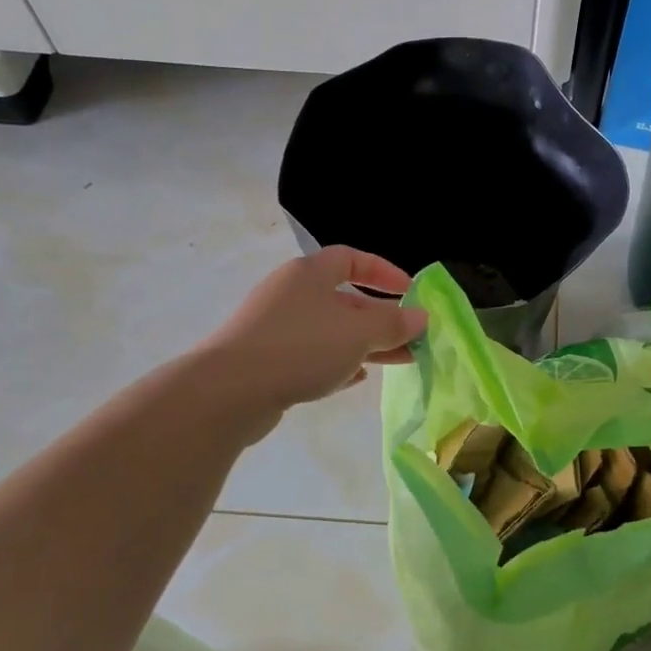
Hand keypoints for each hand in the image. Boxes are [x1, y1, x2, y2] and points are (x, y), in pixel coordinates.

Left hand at [195, 248, 428, 437]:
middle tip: (413, 337)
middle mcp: (291, 294)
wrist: (229, 391)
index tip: (411, 292)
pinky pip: (312, 356)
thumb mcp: (357, 333)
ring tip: (399, 361)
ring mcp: (276, 328)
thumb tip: (421, 317)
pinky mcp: (267, 360)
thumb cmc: (301, 348)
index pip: (352, 259)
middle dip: (382, 318)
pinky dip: (338, 363)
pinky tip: (356, 378)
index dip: (384, 273)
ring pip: (332, 331)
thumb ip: (393, 324)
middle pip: (345, 300)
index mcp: (309, 274)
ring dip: (366, 344)